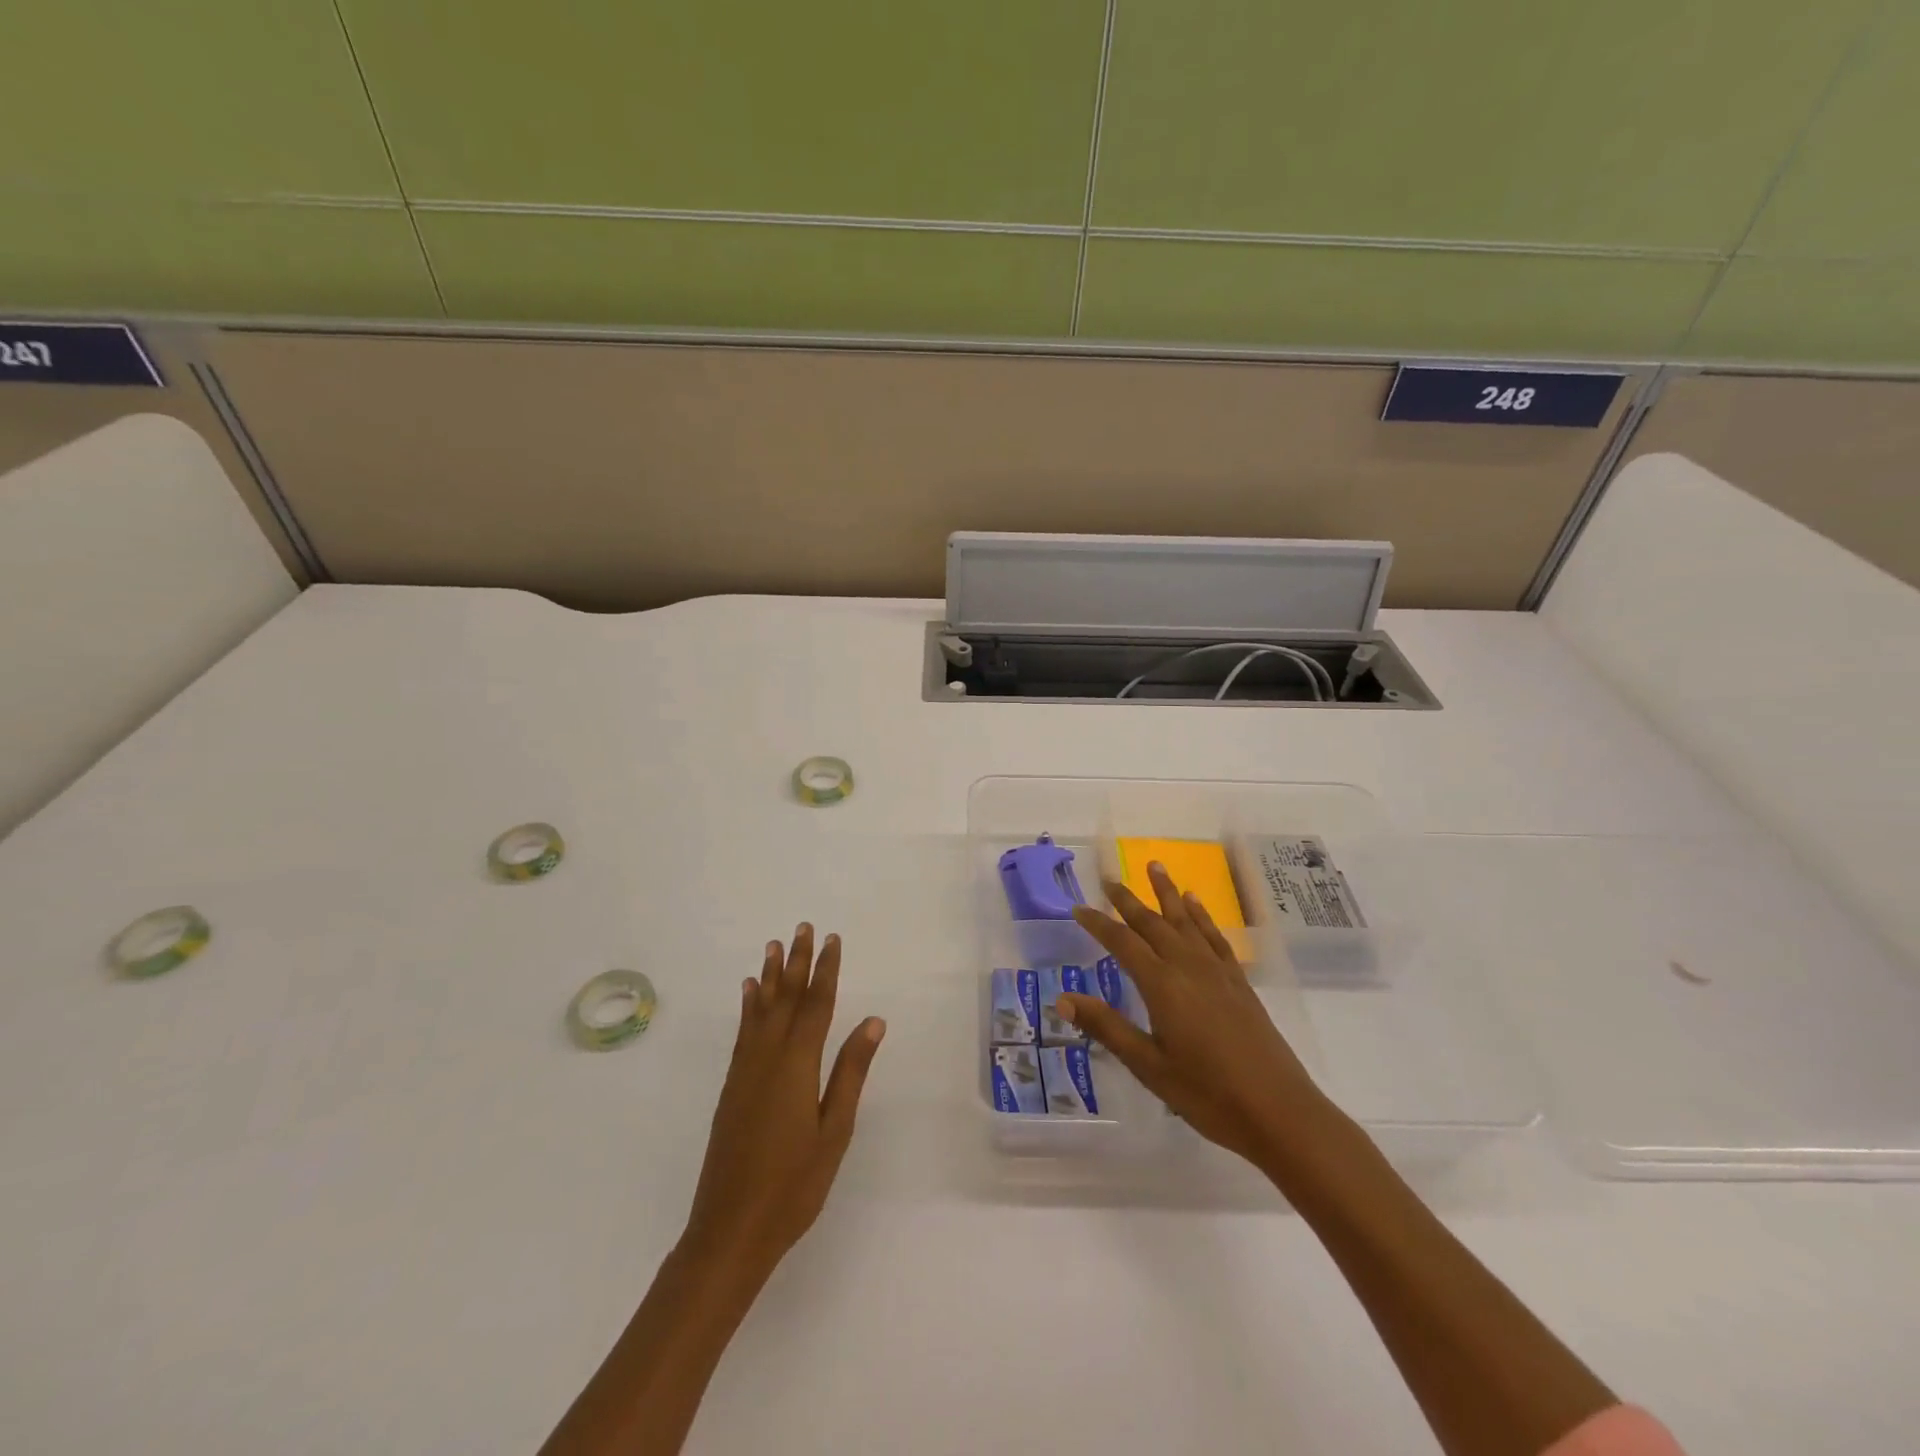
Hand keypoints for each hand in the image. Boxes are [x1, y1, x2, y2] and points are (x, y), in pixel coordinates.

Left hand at [682, 925, 885, 1283]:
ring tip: (773, 946)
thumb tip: (872, 1021)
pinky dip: (747, 1007)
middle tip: (802, 927)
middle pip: (785, 999)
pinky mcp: (731, 1087)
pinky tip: (747, 993)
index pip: (816, 1005)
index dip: (825, 970)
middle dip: (796, 962)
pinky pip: (742, 1033)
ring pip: (759, 1011)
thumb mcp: (834, 1131)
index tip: (832, 939)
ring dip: (769, 976)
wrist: (729, 1230)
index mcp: (797, 1066)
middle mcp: (767, 1058)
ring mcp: (744, 1072)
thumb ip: (851, 1072)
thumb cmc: (794, 1186)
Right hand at [1058, 863, 1336, 1171]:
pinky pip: (1214, 936)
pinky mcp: (1238, 981)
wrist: (1279, 1112)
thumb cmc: (1208, 1094)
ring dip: (1167, 893)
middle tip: (1108, 878)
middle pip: (1152, 923)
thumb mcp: (1148, 1066)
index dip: (1098, 923)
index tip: (1078, 908)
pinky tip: (1195, 904)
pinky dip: (1202, 915)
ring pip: (1186, 920)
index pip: (1122, 943)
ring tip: (1154, 865)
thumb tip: (1062, 999)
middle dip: (1128, 900)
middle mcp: (1188, 967)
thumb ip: (1106, 1028)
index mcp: (1162, 985)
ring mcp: (1217, 971)